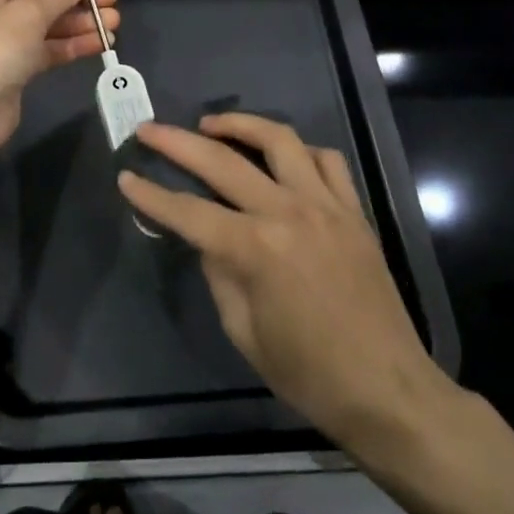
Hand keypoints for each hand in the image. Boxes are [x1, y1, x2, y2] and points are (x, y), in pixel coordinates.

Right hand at [118, 113, 454, 453]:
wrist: (387, 389)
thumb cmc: (308, 373)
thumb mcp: (244, 332)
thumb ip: (219, 273)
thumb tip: (208, 238)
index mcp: (254, 249)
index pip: (188, 211)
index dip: (151, 195)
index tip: (126, 178)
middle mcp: (287, 213)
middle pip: (221, 161)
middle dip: (177, 142)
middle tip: (149, 130)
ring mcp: (326, 205)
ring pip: (279, 140)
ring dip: (239, 124)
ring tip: (210, 124)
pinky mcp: (354, 211)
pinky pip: (327, 160)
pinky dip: (298, 150)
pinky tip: (281, 156)